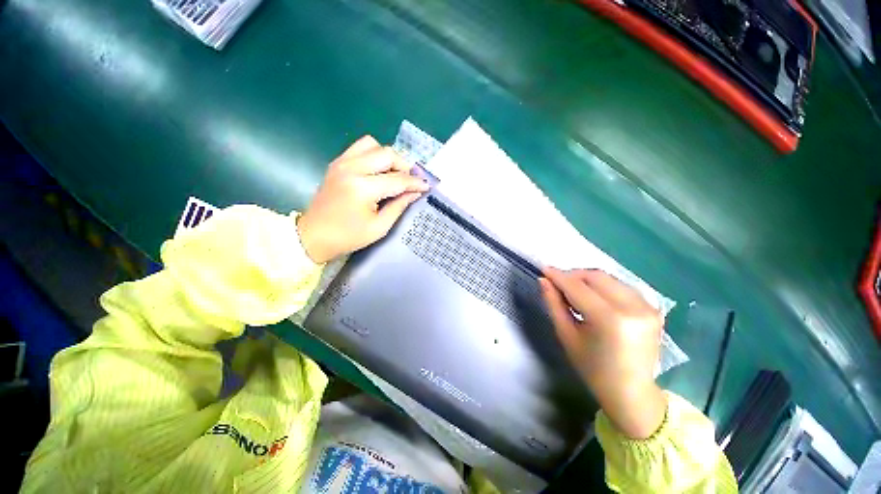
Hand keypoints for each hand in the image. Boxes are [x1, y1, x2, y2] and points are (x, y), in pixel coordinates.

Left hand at [297, 136, 429, 263]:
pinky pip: (360, 148)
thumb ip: (399, 206)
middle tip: (410, 181)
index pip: (397, 179)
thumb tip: (415, 192)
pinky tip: (377, 171)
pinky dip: (373, 155)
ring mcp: (342, 162)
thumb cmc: (348, 236)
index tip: (426, 186)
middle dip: (404, 166)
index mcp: (363, 188)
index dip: (415, 182)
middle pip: (387, 154)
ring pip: (373, 145)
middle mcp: (352, 168)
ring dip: (388, 157)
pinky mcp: (337, 163)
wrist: (313, 235)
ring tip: (393, 174)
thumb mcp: (379, 227)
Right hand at [540, 268, 667, 438]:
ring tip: (574, 290)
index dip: (558, 276)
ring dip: (587, 279)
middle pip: (596, 276)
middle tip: (558, 282)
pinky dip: (604, 286)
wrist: (631, 392)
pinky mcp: (653, 308)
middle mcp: (632, 308)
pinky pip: (621, 286)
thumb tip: (544, 280)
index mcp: (609, 319)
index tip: (544, 269)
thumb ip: (554, 303)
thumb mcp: (566, 335)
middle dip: (573, 275)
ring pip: (609, 278)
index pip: (578, 287)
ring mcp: (647, 307)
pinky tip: (594, 297)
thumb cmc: (593, 368)